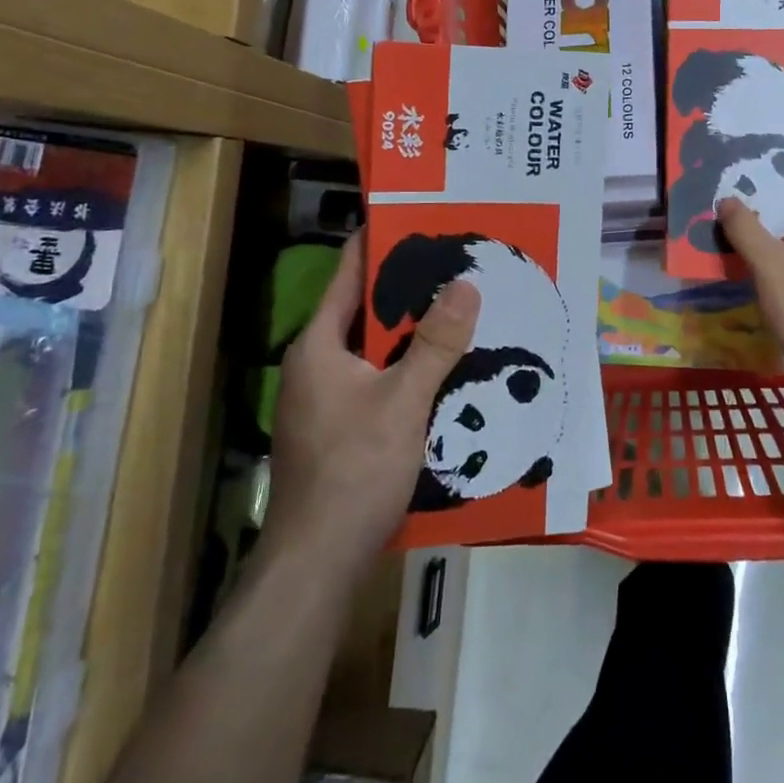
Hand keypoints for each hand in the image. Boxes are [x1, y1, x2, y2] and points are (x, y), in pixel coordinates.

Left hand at [266, 236, 479, 577]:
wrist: (317, 564)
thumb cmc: (354, 470)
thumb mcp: (403, 401)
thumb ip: (436, 342)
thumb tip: (466, 284)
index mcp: (319, 345)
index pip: (350, 273)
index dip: (382, 242)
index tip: (422, 218)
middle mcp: (317, 364)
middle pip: (366, 310)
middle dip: (411, 289)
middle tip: (460, 264)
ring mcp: (326, 399)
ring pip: (375, 349)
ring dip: (414, 332)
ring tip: (463, 308)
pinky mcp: (340, 428)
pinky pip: (379, 380)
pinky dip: (409, 368)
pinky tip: (447, 368)